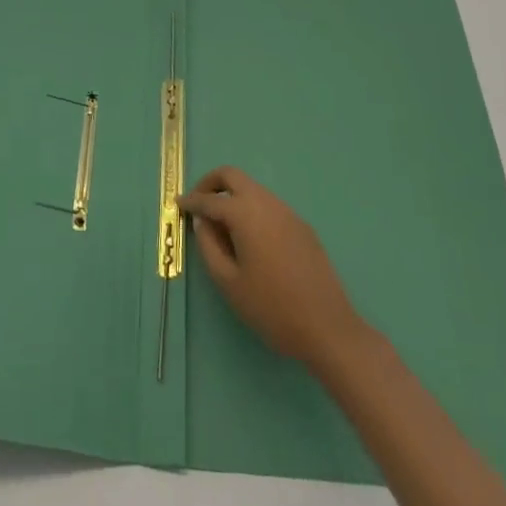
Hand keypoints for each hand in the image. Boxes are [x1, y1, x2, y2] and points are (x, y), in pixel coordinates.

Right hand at [178, 166, 368, 371]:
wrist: (328, 328)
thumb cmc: (272, 308)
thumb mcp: (229, 282)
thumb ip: (209, 247)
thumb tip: (202, 223)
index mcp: (246, 213)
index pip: (210, 199)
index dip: (191, 202)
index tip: (177, 205)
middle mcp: (267, 203)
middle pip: (233, 176)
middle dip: (211, 184)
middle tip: (198, 205)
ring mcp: (288, 212)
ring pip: (253, 189)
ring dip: (232, 197)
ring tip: (221, 227)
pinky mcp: (302, 226)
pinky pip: (269, 206)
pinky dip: (251, 210)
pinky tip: (249, 239)